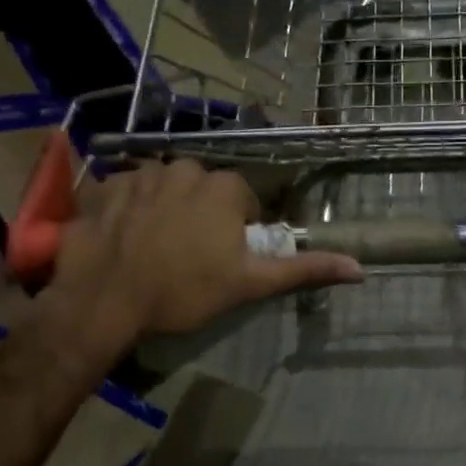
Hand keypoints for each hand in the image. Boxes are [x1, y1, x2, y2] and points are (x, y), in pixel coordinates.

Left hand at [43, 158, 361, 341]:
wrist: (104, 298)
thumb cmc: (184, 291)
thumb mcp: (249, 285)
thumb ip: (303, 270)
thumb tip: (360, 268)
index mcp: (223, 187)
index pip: (242, 200)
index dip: (236, 230)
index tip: (222, 258)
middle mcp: (185, 167)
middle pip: (203, 189)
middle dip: (201, 214)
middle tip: (190, 255)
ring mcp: (140, 172)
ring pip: (166, 186)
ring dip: (166, 208)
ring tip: (156, 248)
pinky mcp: (104, 185)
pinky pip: (127, 190)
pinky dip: (129, 209)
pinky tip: (125, 238)